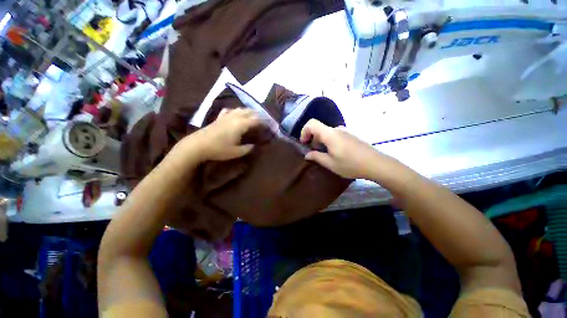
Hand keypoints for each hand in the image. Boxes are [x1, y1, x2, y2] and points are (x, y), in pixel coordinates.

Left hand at [187, 108, 259, 161]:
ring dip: (249, 111)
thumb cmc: (219, 149)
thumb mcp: (237, 152)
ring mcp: (226, 116)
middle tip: (264, 121)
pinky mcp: (219, 117)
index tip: (270, 126)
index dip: (265, 122)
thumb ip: (248, 148)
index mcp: (241, 124)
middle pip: (250, 111)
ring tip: (253, 116)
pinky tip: (236, 114)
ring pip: (240, 109)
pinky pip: (230, 110)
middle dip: (259, 115)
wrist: (198, 145)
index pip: (257, 120)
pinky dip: (236, 111)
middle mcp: (235, 117)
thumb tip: (254, 145)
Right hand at [300, 119, 385, 178]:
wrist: (376, 164)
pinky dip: (329, 142)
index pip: (311, 123)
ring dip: (321, 142)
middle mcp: (337, 129)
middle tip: (314, 153)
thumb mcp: (330, 164)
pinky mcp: (351, 135)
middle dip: (313, 140)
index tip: (304, 143)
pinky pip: (335, 135)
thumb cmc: (351, 164)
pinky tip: (335, 153)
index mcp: (330, 134)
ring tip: (325, 155)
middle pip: (319, 129)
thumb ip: (316, 157)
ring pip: (327, 133)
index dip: (304, 131)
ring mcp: (345, 131)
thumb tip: (307, 155)